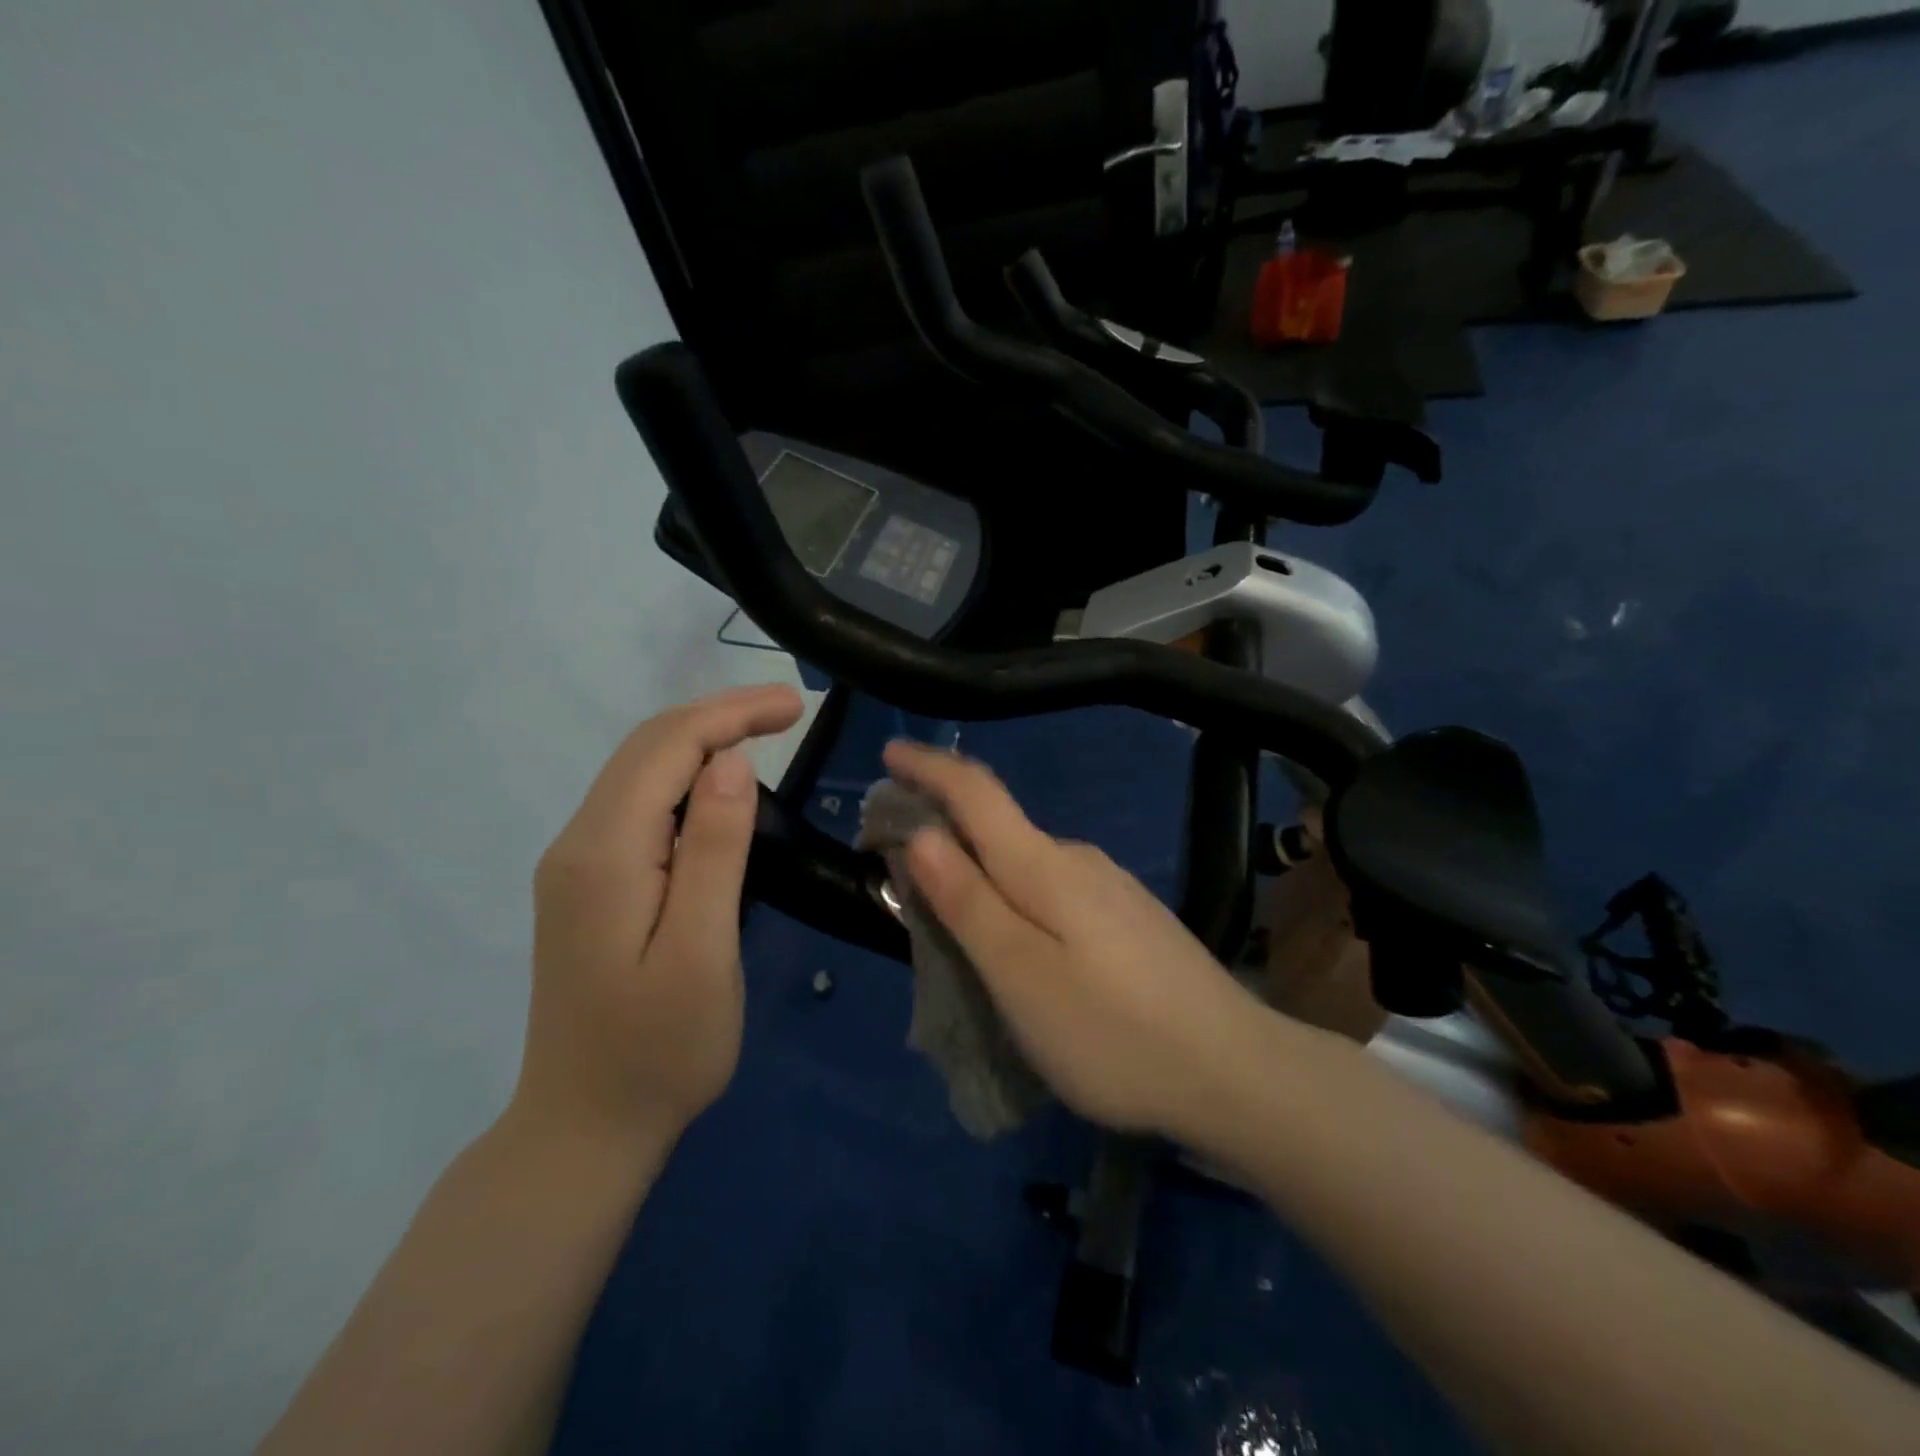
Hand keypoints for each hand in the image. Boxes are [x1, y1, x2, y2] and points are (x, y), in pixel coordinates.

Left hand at [515, 684, 803, 1146]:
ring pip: (640, 772)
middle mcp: (578, 843)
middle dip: (718, 715)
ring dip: (702, 741)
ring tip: (764, 733)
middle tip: (788, 710)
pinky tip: (720, 786)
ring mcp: (577, 864)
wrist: (584, 1128)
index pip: (667, 748)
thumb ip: (712, 851)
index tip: (796, 704)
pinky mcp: (589, 884)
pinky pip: (638, 804)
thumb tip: (729, 762)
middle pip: (647, 748)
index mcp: (604, 854)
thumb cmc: (659, 1050)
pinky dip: (684, 776)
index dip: (732, 713)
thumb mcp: (701, 952)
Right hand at [884, 740, 1271, 1139]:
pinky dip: (1015, 896)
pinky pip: (1052, 890)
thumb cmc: (1112, 1032)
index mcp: (1044, 865)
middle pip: (997, 827)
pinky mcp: (1129, 919)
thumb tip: (922, 834)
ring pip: (1025, 864)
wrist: (1236, 1072)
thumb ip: (967, 901)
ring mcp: (1111, 888)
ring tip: (947, 913)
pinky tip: (1017, 940)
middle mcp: (1079, 860)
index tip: (890, 751)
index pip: (976, 793)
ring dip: (979, 869)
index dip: (929, 768)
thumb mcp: (1020, 974)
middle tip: (896, 864)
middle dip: (943, 829)